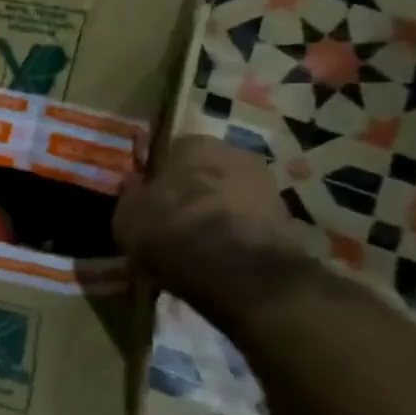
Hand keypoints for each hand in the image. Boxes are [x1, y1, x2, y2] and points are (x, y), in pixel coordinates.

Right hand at [115, 135, 309, 323]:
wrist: (239, 270)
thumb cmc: (172, 228)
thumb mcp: (128, 215)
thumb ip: (132, 197)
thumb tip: (134, 187)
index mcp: (194, 144)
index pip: (171, 152)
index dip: (159, 177)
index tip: (150, 200)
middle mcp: (236, 155)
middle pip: (206, 174)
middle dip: (192, 195)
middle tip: (171, 222)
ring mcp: (268, 188)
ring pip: (229, 199)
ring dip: (214, 217)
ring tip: (193, 247)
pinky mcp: (288, 223)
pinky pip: (248, 226)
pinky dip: (234, 239)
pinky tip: (217, 260)